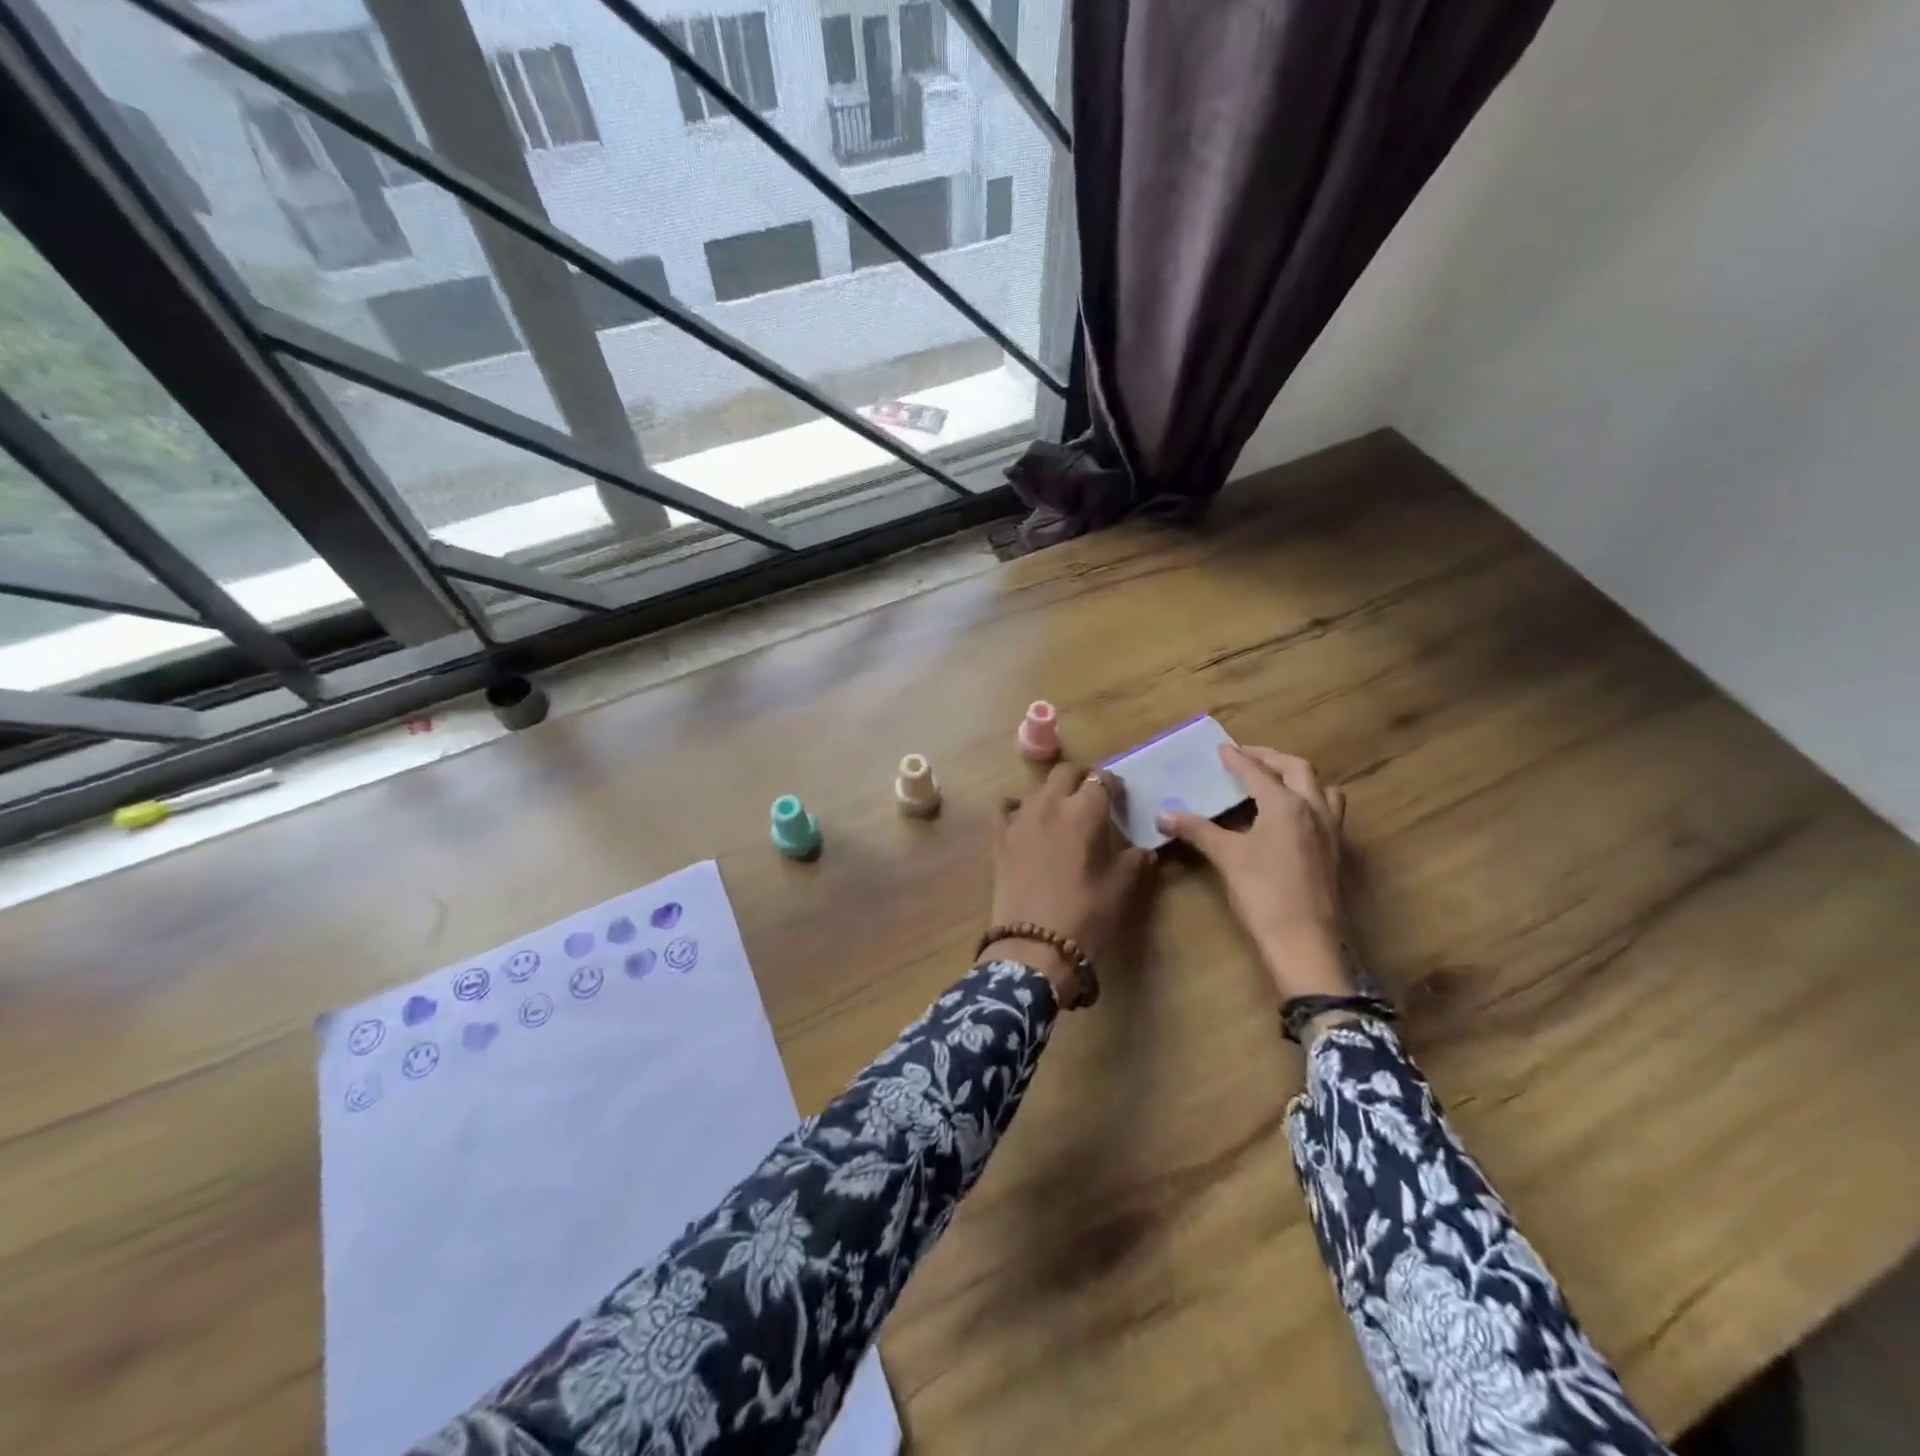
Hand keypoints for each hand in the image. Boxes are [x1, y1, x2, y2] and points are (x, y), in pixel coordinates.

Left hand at [986, 763, 1155, 991]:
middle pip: (1065, 773)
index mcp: (1085, 812)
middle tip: (1092, 797)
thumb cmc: (1086, 914)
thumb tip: (1145, 851)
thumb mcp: (1121, 887)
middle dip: (1081, 778)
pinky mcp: (999, 838)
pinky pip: (1004, 809)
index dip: (1112, 785)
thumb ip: (1135, 861)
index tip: (1119, 797)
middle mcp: (1050, 805)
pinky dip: (1015, 807)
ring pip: (1037, 790)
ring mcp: (1020, 819)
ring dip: (1052, 794)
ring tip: (1062, 814)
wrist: (1035, 945)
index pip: (1101, 780)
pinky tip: (1024, 819)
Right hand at [1156, 746, 1353, 1000]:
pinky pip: (1326, 809)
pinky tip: (1290, 816)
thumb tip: (1162, 816)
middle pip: (1297, 769)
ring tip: (1275, 780)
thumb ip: (1196, 830)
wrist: (1304, 941)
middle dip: (1271, 759)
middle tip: (1247, 757)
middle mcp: (1313, 809)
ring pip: (1320, 788)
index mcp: (1286, 805)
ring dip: (1298, 777)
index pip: (1258, 772)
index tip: (1222, 748)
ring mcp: (1330, 830)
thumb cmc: (1263, 893)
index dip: (1237, 759)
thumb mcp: (1226, 857)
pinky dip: (1308, 799)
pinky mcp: (1334, 850)